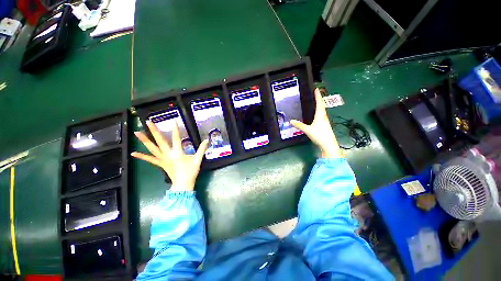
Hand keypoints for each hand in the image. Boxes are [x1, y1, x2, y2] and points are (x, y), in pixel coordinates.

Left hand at [131, 121, 208, 190]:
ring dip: (144, 140)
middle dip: (154, 131)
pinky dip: (142, 156)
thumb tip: (207, 140)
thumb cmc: (191, 171)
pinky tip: (133, 153)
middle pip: (160, 141)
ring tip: (136, 132)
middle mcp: (168, 154)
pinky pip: (150, 159)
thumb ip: (202, 149)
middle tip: (148, 122)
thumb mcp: (198, 159)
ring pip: (152, 148)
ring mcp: (162, 159)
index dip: (175, 129)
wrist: (183, 184)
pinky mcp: (160, 163)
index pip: (176, 138)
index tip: (173, 121)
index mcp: (178, 152)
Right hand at [290, 88, 341, 157]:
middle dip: (319, 99)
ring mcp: (325, 121)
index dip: (318, 96)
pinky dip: (319, 112)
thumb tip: (291, 121)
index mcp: (320, 115)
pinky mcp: (325, 125)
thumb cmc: (319, 135)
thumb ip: (299, 125)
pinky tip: (317, 115)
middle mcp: (324, 117)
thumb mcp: (307, 130)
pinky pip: (322, 115)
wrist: (329, 144)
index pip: (319, 103)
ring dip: (320, 105)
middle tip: (315, 94)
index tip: (316, 89)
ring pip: (322, 111)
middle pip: (322, 106)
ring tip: (316, 102)